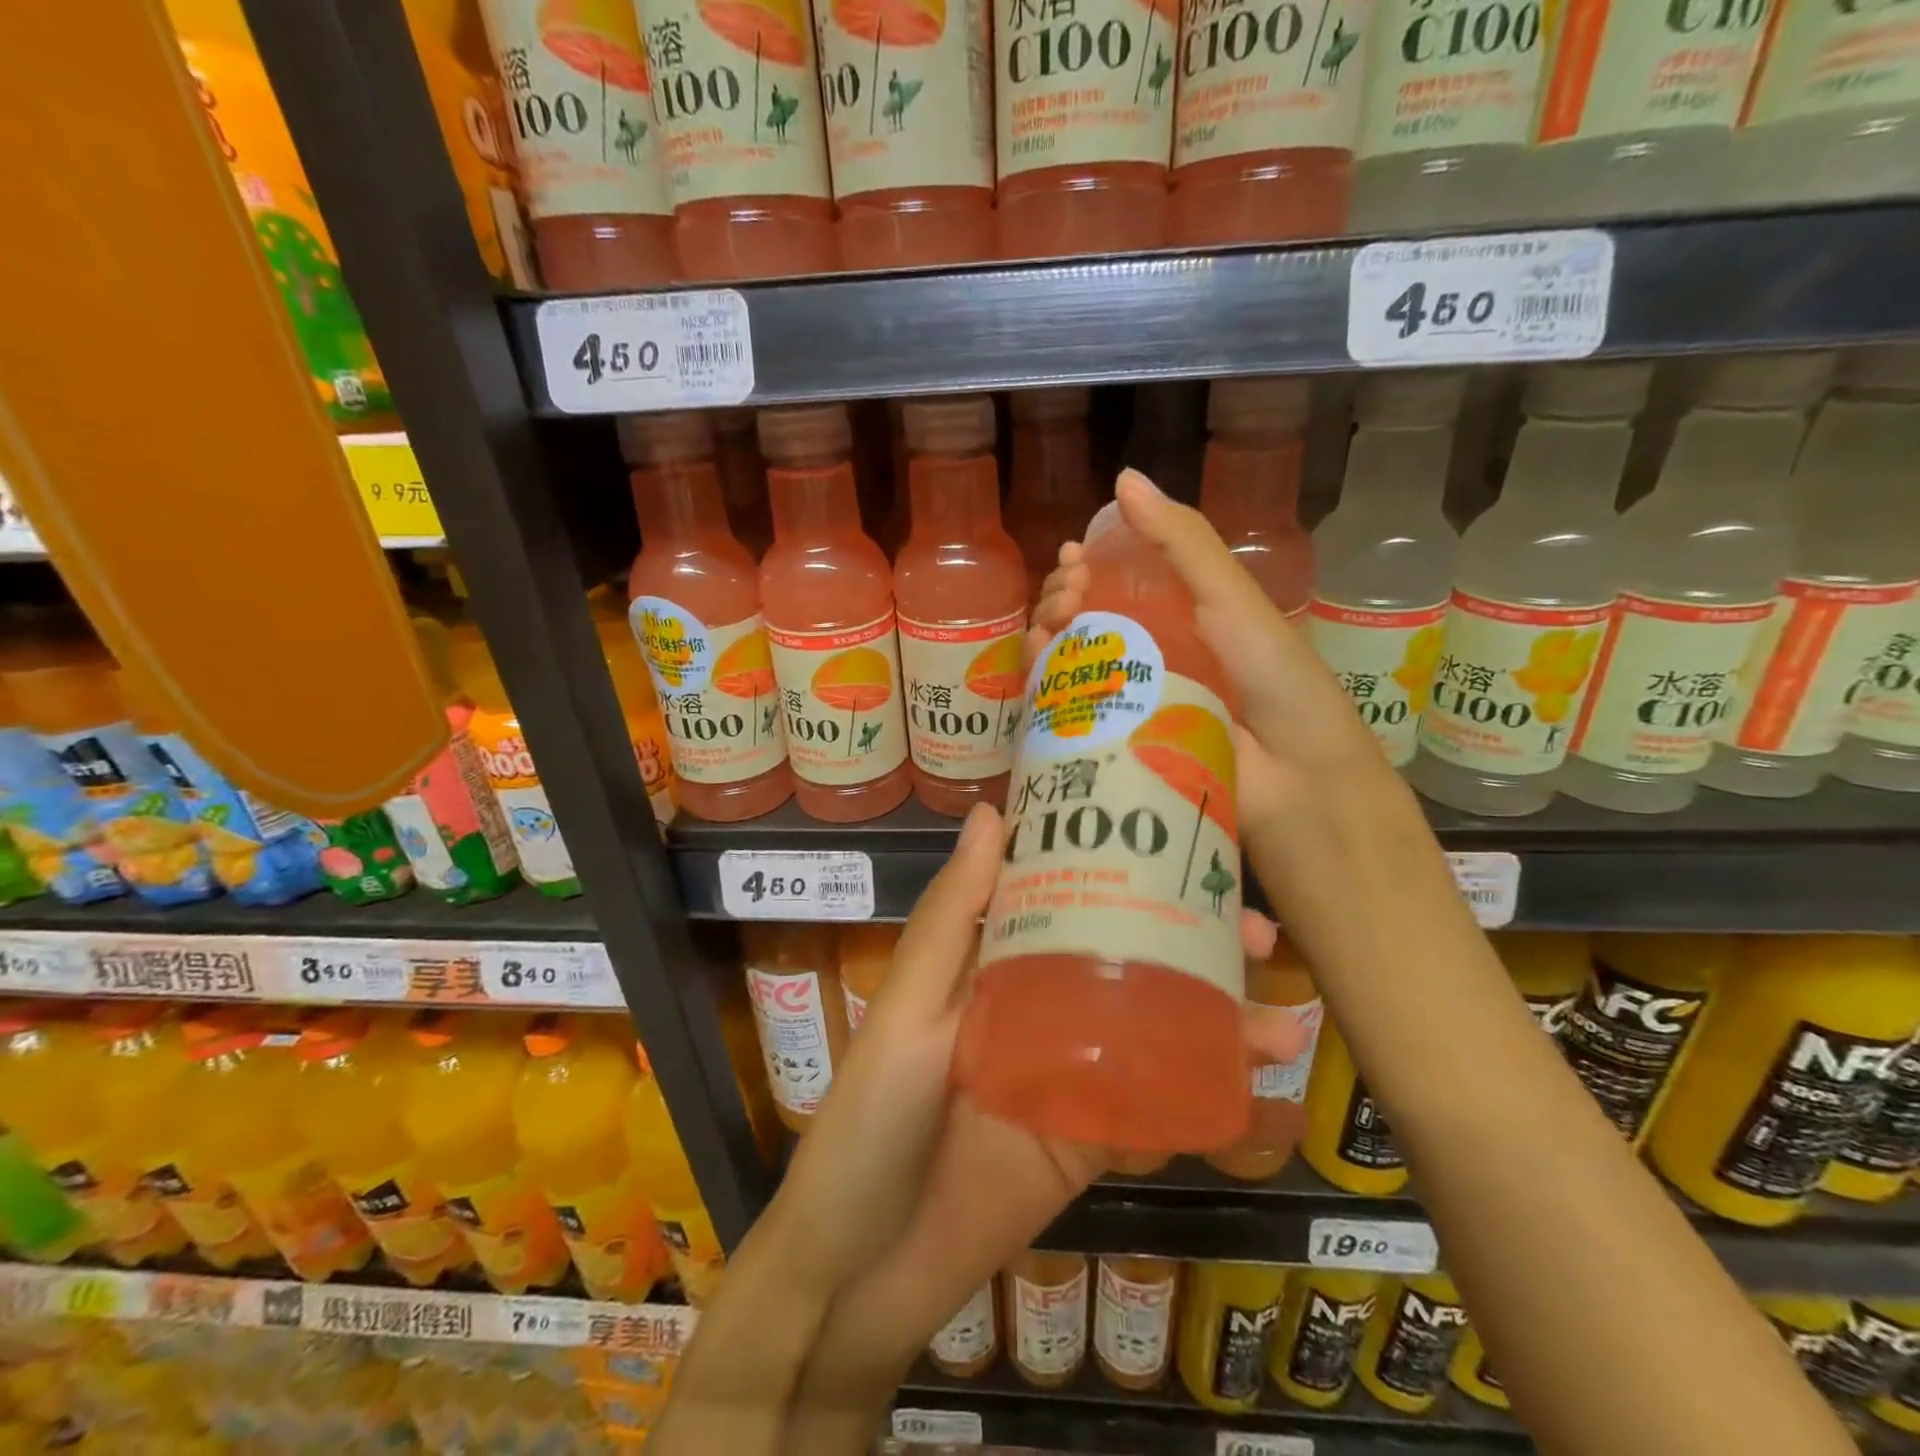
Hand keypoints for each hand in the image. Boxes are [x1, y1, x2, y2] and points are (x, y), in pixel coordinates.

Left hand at [774, 801, 1308, 1365]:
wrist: (862, 1267)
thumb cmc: (873, 1115)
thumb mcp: (909, 1005)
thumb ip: (953, 916)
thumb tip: (992, 812)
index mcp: (993, 962)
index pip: (1065, 894)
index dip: (1124, 869)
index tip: (1187, 847)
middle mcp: (1037, 1006)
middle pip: (1125, 958)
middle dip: (1194, 945)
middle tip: (1260, 934)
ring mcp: (1069, 1074)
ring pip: (1153, 1030)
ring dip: (1218, 1023)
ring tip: (1284, 1026)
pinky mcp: (1087, 1143)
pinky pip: (1154, 1111)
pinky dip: (1204, 1098)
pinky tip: (1257, 1090)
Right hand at [1033, 471, 1428, 941]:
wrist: (1303, 805)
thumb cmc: (1281, 695)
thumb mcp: (1236, 610)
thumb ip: (1186, 547)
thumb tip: (1125, 479)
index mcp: (1187, 627)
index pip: (1122, 584)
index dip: (1092, 565)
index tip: (1073, 560)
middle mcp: (1154, 665)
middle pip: (1090, 621)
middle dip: (1065, 599)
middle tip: (1064, 599)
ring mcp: (1131, 711)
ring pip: (1072, 664)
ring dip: (1050, 638)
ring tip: (1050, 630)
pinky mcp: (1114, 754)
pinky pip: (1068, 712)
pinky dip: (1046, 685)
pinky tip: (1039, 668)